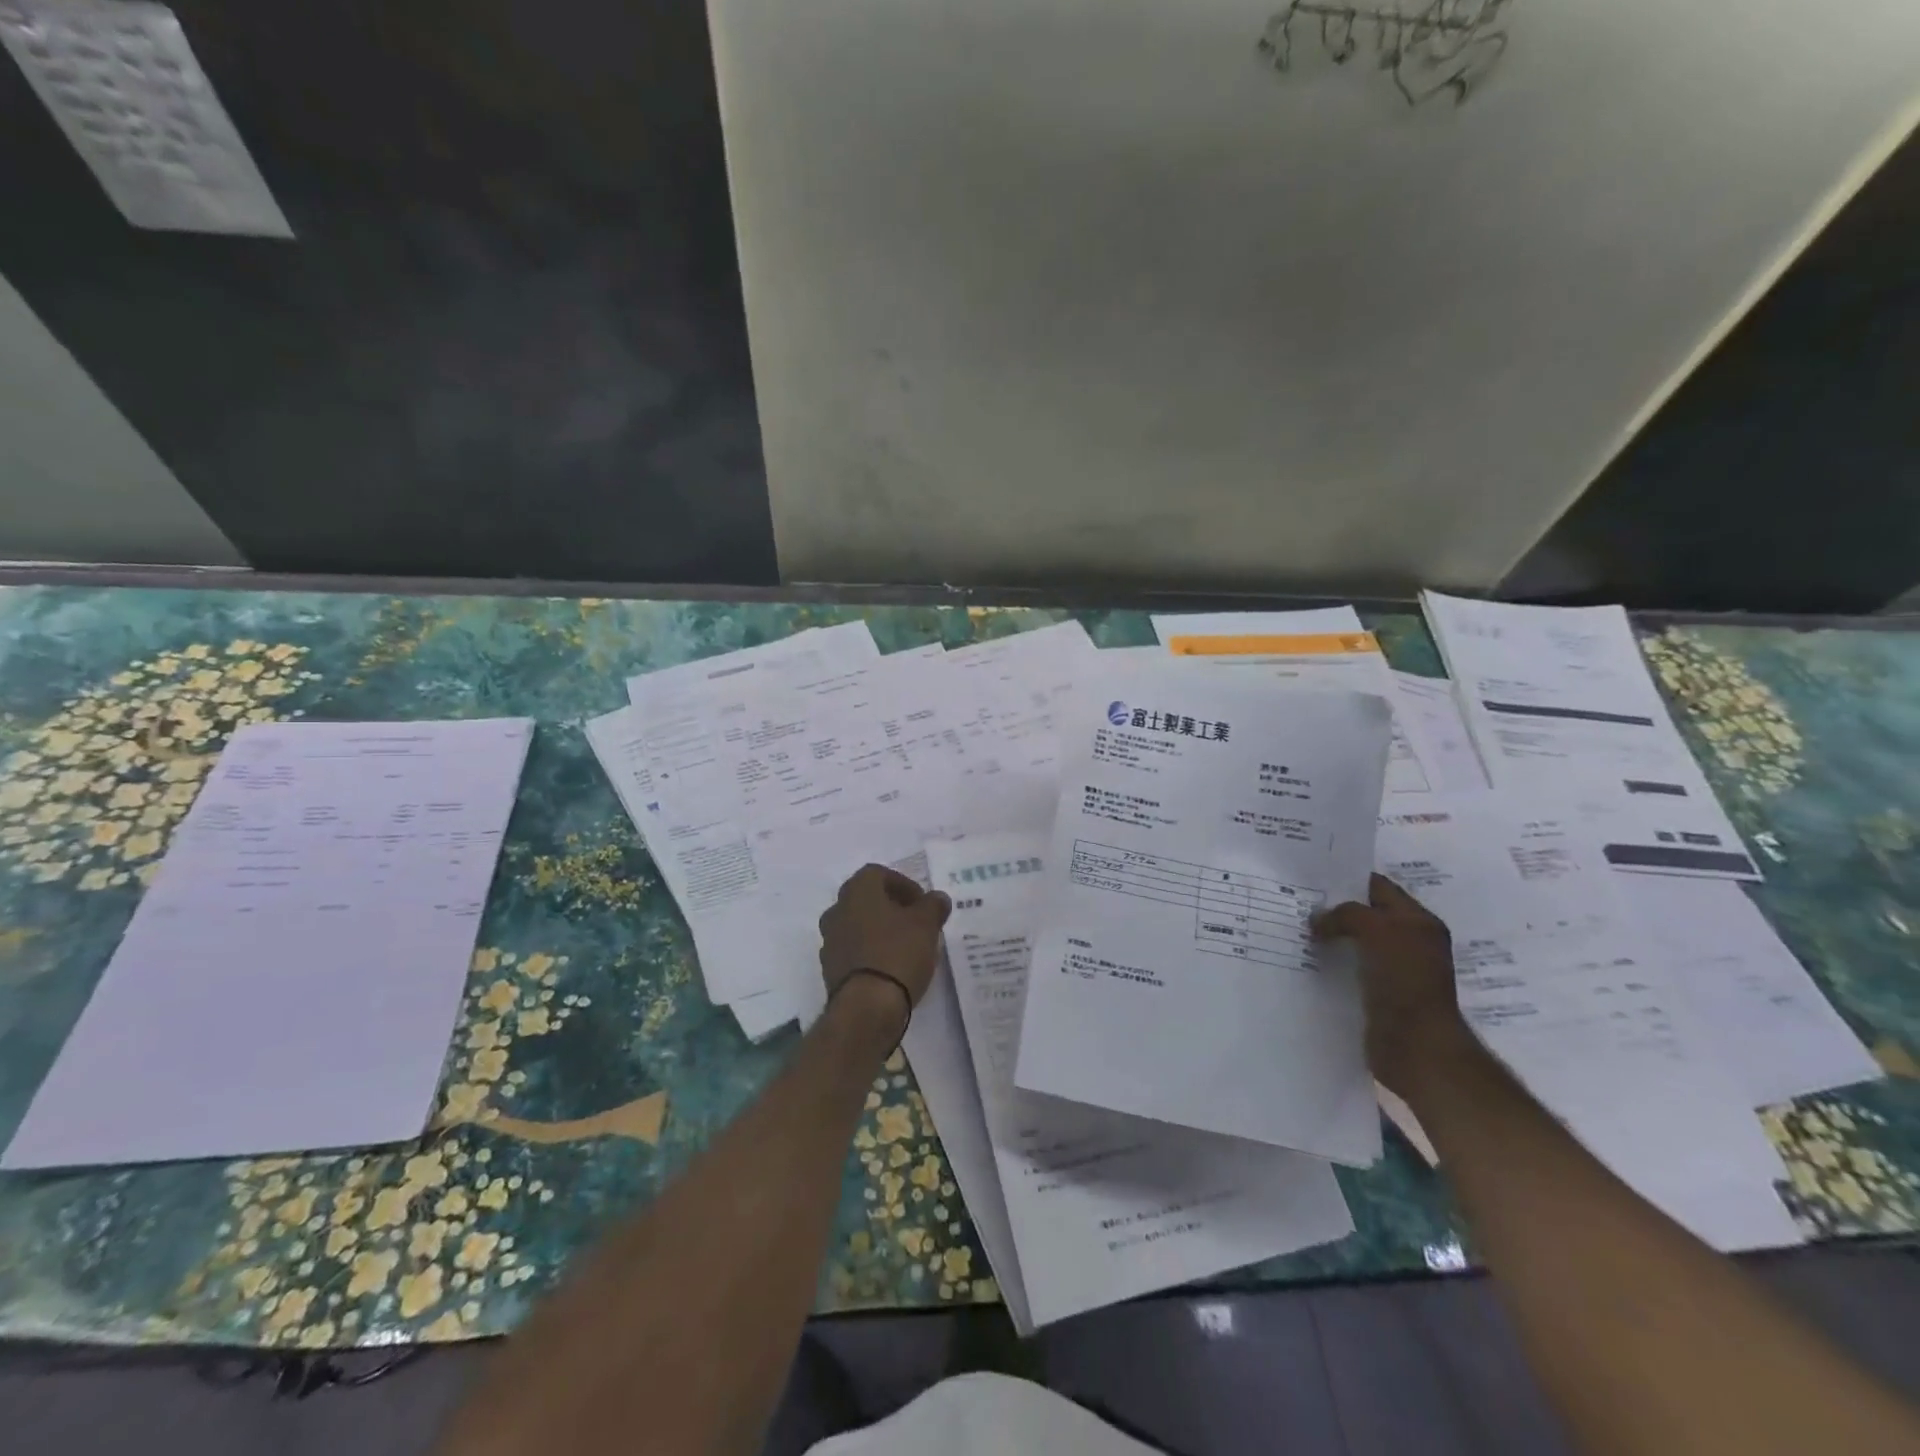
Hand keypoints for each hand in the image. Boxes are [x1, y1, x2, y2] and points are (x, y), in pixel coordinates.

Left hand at [818, 864, 951, 1013]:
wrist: (866, 1007)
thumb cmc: (897, 953)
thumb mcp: (926, 925)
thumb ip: (933, 906)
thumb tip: (938, 898)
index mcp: (857, 891)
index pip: (877, 873)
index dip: (902, 884)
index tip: (922, 903)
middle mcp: (837, 910)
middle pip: (865, 899)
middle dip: (890, 906)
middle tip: (914, 921)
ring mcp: (829, 941)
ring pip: (857, 925)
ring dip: (878, 930)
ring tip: (904, 946)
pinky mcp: (830, 969)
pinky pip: (852, 950)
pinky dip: (869, 952)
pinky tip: (889, 967)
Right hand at [1311, 873, 1474, 1096]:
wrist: (1416, 1047)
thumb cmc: (1404, 981)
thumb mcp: (1377, 930)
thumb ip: (1346, 914)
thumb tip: (1317, 919)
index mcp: (1418, 921)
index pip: (1379, 887)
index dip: (1347, 879)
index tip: (1310, 877)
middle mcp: (1409, 942)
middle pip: (1365, 914)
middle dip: (1334, 909)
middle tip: (1296, 902)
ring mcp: (1394, 971)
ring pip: (1354, 943)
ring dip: (1330, 937)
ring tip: (1294, 930)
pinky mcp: (1378, 995)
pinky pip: (1349, 969)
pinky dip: (1330, 963)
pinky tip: (1305, 960)